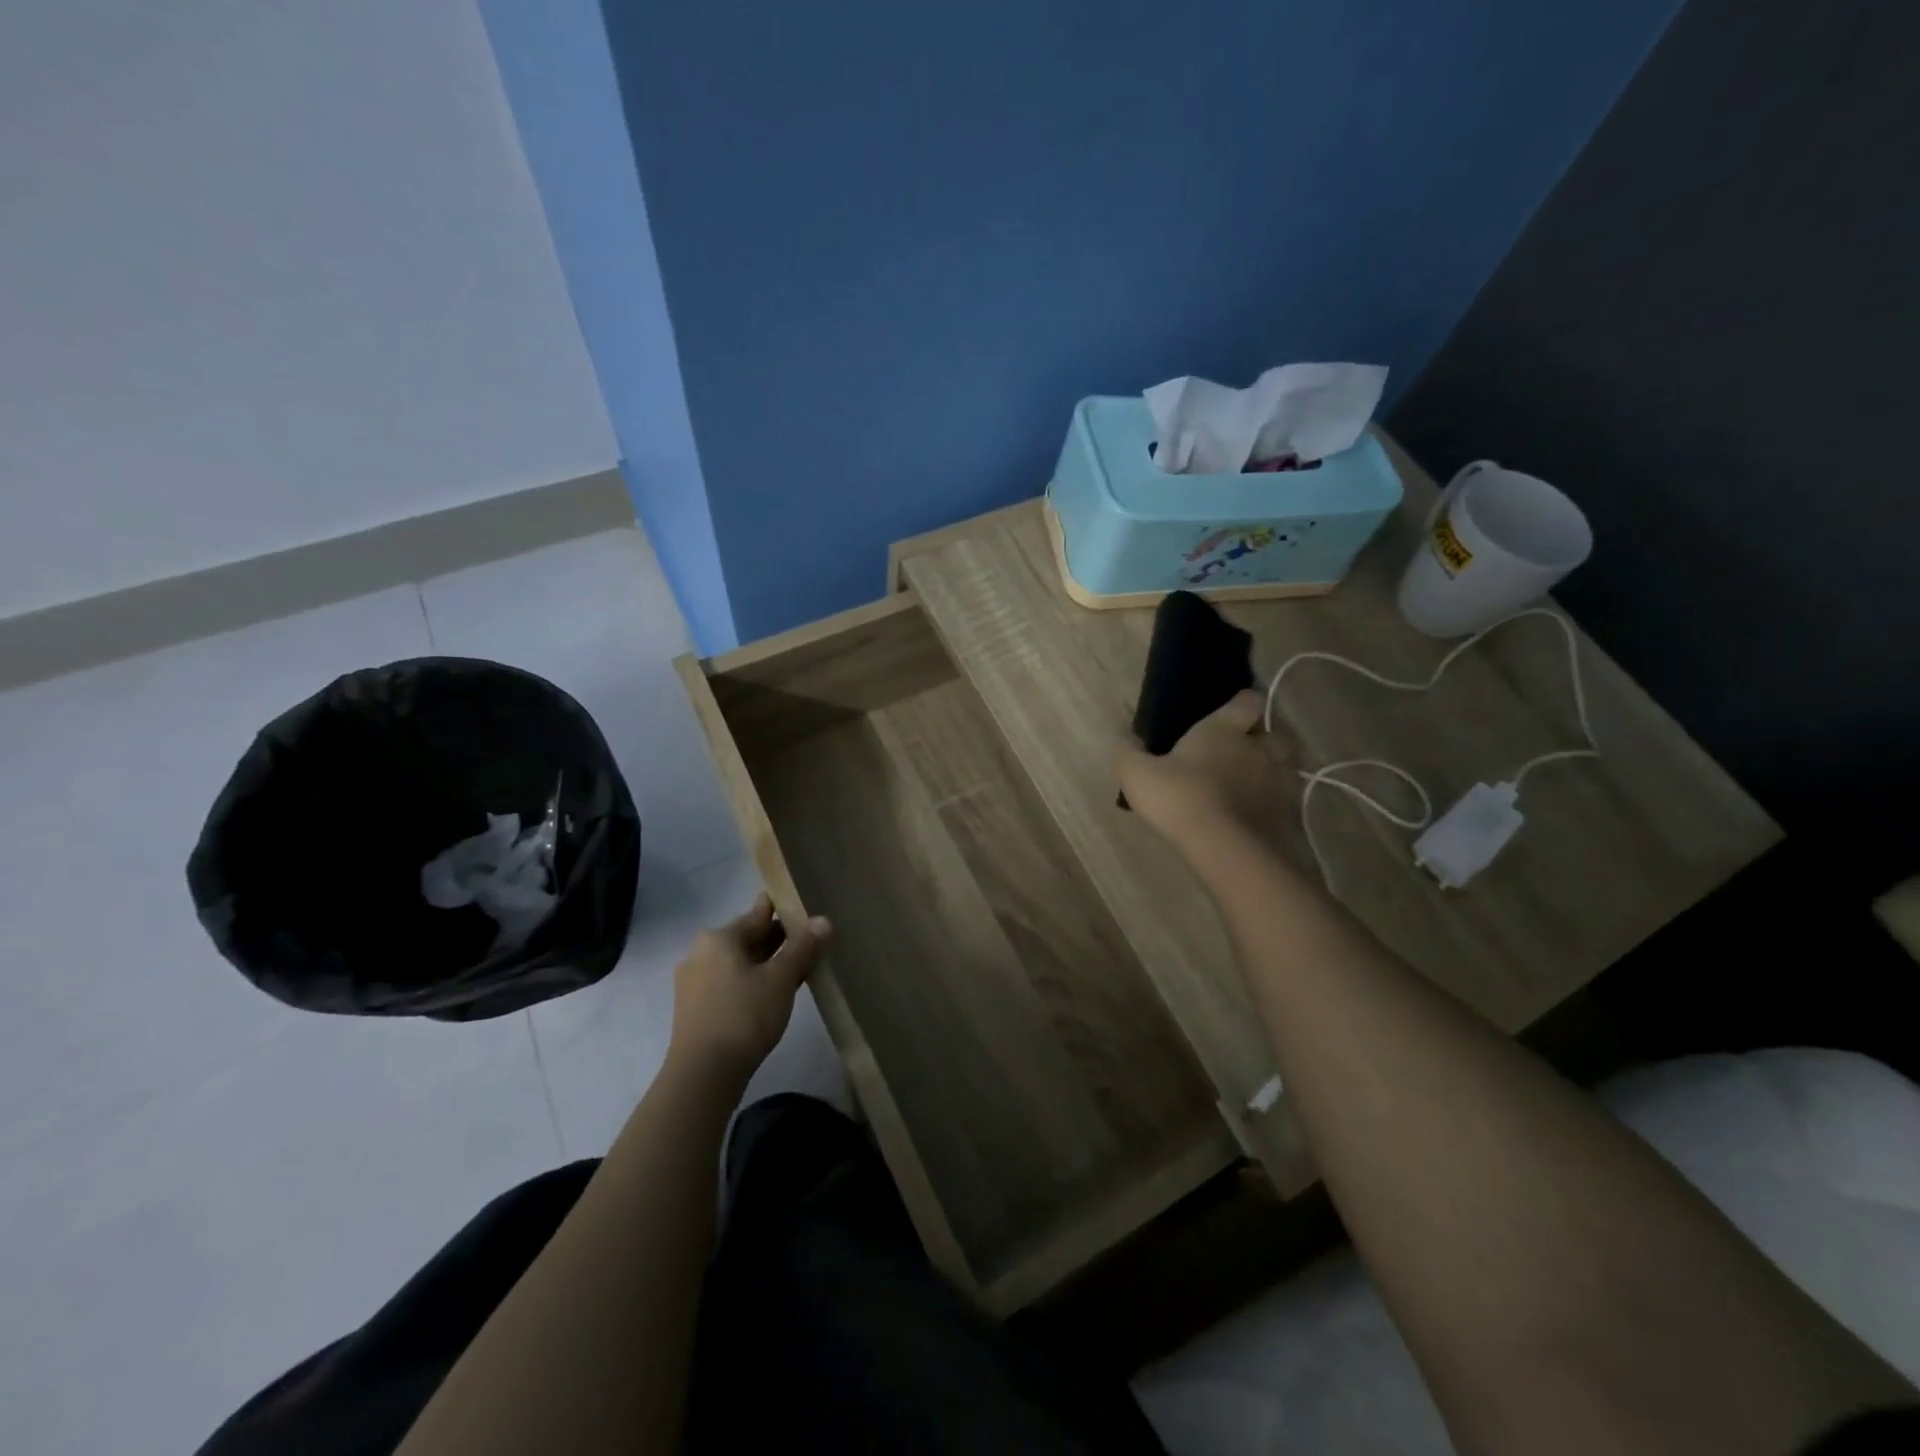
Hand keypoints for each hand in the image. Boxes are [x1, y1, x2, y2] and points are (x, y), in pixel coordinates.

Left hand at [668, 894, 829, 1081]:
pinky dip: (752, 983)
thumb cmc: (743, 1016)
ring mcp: (694, 982)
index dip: (783, 910)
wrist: (702, 1076)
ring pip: (739, 964)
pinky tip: (773, 994)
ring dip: (766, 964)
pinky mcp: (695, 1009)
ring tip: (797, 967)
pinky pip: (730, 984)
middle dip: (777, 939)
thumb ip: (802, 948)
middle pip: (747, 938)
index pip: (758, 914)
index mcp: (719, 938)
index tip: (804, 907)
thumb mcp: (781, 979)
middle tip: (809, 939)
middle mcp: (701, 953)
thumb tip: (823, 920)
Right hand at [1114, 689, 1296, 860]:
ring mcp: (1278, 782)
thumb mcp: (1136, 773)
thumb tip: (1126, 738)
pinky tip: (1255, 817)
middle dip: (1263, 742)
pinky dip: (1274, 805)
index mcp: (1224, 730)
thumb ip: (1128, 752)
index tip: (1234, 711)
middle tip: (1240, 756)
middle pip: (1275, 735)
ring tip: (1251, 788)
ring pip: (1285, 768)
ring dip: (1272, 773)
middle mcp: (1258, 749)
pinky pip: (1285, 802)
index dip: (1243, 703)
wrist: (1223, 846)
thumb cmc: (1178, 797)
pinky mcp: (1287, 815)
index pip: (1248, 701)